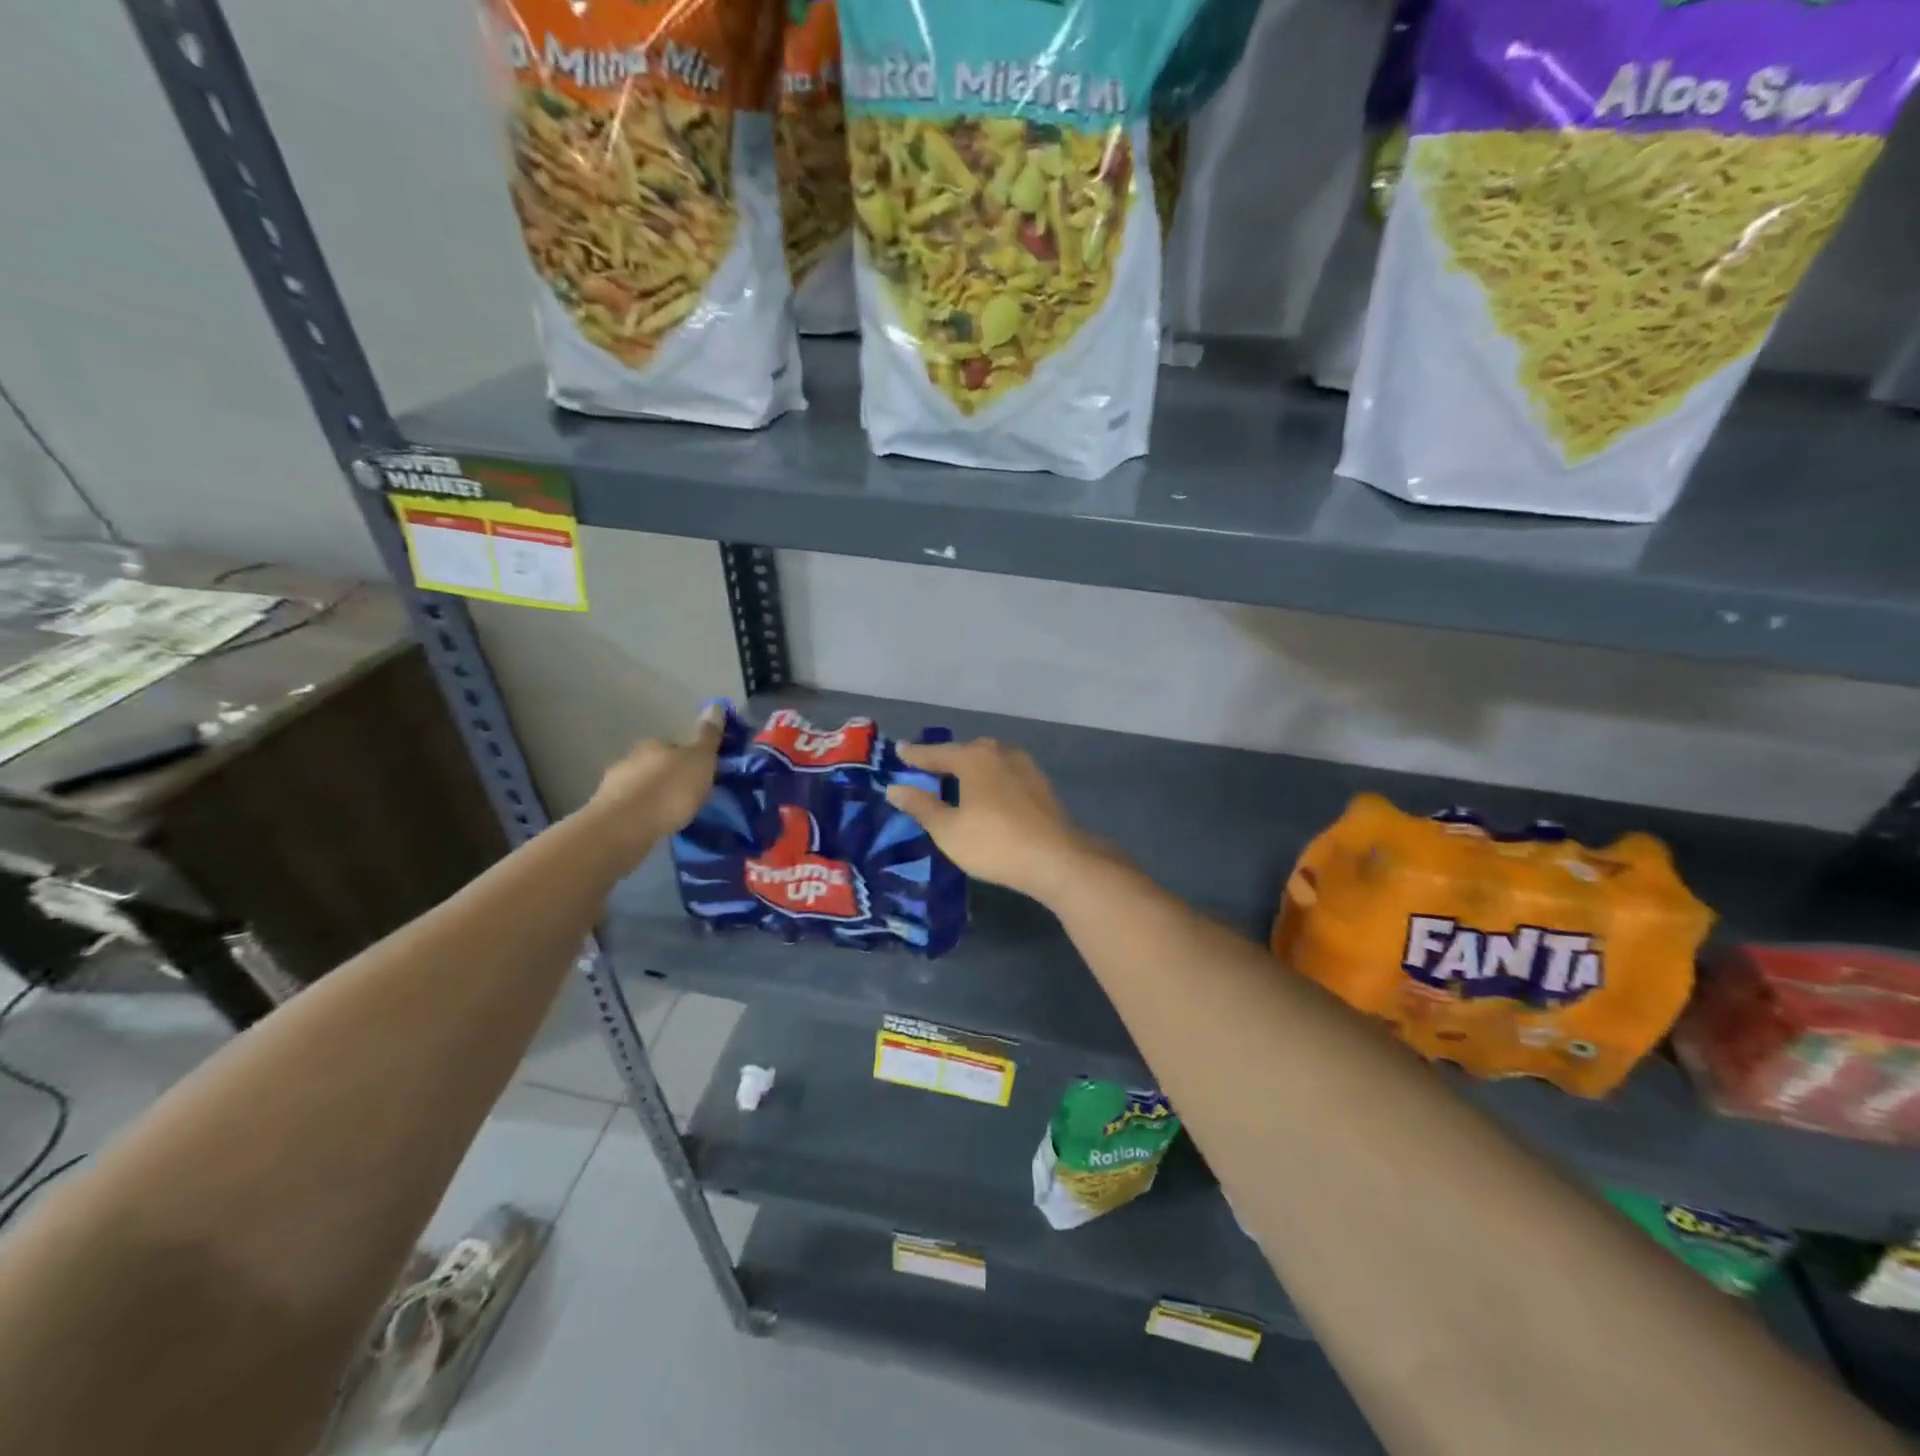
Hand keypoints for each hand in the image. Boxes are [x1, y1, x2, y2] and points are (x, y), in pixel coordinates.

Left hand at [591, 703, 724, 848]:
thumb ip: (708, 736)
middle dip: (669, 778)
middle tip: (687, 797)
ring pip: (640, 786)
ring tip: (670, 815)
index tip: (700, 777)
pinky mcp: (606, 811)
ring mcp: (613, 784)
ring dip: (653, 796)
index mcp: (654, 744)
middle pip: (656, 765)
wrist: (626, 825)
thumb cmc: (670, 789)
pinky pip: (631, 808)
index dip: (689, 760)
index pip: (675, 746)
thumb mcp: (700, 761)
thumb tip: (716, 704)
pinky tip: (652, 825)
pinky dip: (642, 814)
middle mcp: (630, 758)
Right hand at [885, 738, 1102, 902]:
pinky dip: (990, 782)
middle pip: (965, 753)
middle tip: (927, 772)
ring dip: (971, 772)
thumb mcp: (948, 829)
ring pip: (989, 763)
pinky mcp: (1041, 786)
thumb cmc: (993, 842)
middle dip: (946, 761)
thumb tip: (895, 788)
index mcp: (974, 757)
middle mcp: (1000, 753)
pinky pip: (1005, 777)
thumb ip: (921, 806)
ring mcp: (1025, 768)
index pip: (936, 753)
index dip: (915, 756)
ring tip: (956, 786)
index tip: (899, 751)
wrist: (1056, 860)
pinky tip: (986, 799)